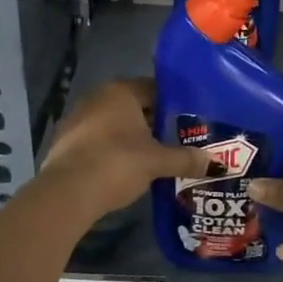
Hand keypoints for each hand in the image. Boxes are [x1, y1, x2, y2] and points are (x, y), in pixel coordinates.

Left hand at [39, 79, 209, 219]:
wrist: (67, 193)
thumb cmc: (117, 163)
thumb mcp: (157, 161)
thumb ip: (186, 159)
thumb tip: (217, 163)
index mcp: (121, 92)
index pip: (153, 88)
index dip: (173, 104)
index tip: (188, 120)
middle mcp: (97, 98)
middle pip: (133, 106)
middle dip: (153, 122)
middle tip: (175, 140)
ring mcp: (77, 119)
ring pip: (114, 124)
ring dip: (131, 138)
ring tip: (153, 157)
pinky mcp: (65, 143)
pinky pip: (98, 141)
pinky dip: (112, 150)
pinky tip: (124, 170)